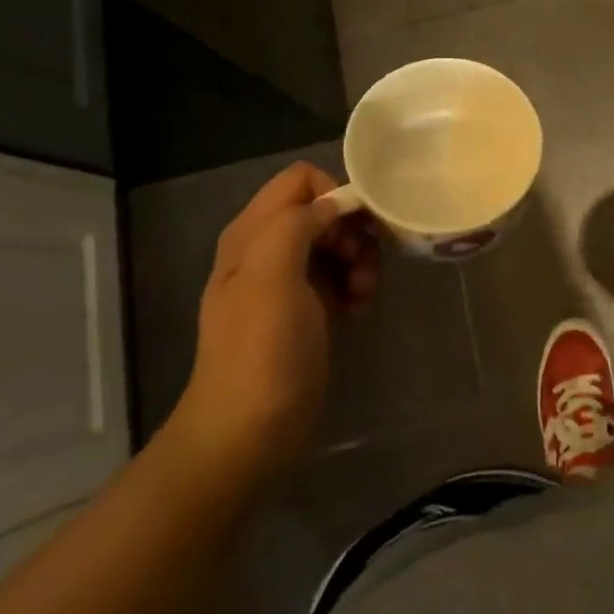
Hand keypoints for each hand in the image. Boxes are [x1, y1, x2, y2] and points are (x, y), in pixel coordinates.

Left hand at [166, 162, 380, 484]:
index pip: (301, 179)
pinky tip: (360, 310)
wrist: (249, 434)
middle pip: (324, 210)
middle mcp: (268, 248)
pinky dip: (356, 285)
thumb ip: (297, 224)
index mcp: (253, 233)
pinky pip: (340, 276)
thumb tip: (335, 204)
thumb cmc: (261, 350)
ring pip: (337, 242)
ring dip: (360, 260)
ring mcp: (288, 281)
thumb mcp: (271, 276)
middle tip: (365, 264)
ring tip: (365, 293)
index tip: (357, 227)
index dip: (334, 193)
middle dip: (353, 230)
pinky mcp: (307, 310)